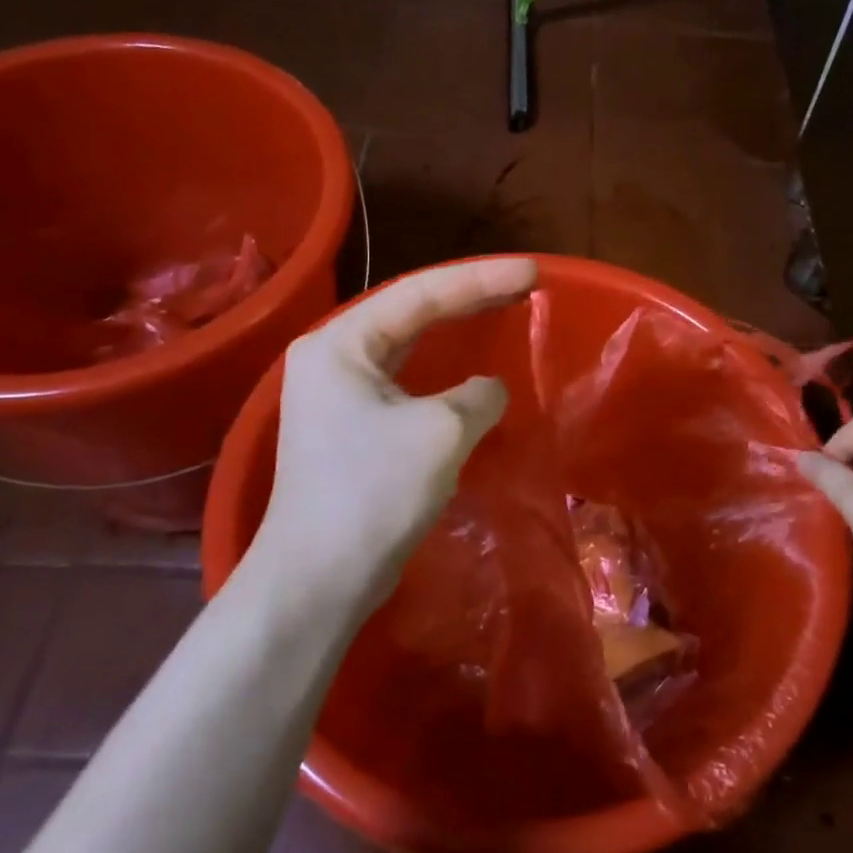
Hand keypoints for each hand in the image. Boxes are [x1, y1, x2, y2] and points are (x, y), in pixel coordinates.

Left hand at [241, 257, 538, 614]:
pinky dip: (443, 373)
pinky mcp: (352, 431)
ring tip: (502, 311)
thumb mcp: (440, 432)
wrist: (319, 579)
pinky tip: (471, 375)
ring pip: (408, 349)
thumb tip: (489, 390)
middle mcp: (332, 359)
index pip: (420, 293)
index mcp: (341, 344)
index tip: (532, 273)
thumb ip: (476, 396)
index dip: (480, 279)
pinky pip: (406, 384)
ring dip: (455, 331)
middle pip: (411, 313)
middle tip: (524, 285)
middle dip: (470, 297)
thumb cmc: (372, 494)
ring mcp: (338, 397)